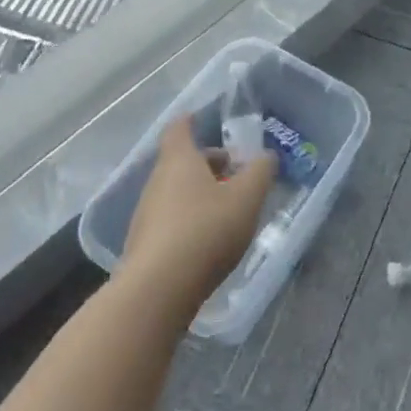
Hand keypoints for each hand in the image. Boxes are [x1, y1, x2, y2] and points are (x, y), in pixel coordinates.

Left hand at [121, 116, 276, 314]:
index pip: (179, 129)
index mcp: (179, 160)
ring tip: (227, 209)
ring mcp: (146, 214)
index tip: (202, 119)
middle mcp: (157, 181)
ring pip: (176, 192)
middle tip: (235, 172)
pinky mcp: (144, 245)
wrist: (157, 291)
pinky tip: (208, 240)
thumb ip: (260, 173)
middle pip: (181, 162)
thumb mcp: (246, 198)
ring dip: (199, 193)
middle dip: (207, 163)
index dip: (191, 121)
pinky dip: (189, 219)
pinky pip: (170, 220)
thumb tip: (266, 156)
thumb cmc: (205, 231)